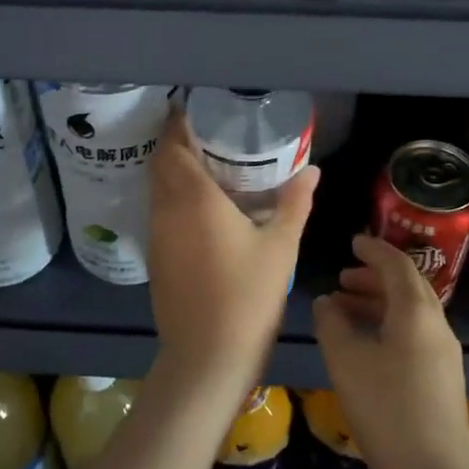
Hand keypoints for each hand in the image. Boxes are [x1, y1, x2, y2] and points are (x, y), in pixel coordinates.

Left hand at [147, 108, 317, 396]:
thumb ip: (295, 203)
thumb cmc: (248, 296)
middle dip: (176, 144)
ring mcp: (156, 236)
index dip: (178, 124)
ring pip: (157, 190)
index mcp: (193, 198)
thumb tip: (313, 170)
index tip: (196, 111)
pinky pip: (160, 213)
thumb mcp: (280, 247)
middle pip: (160, 164)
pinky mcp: (156, 258)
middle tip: (208, 135)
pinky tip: (203, 209)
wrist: (207, 357)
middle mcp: (166, 210)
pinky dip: (174, 199)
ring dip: (174, 172)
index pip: (172, 146)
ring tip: (208, 166)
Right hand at [312, 235, 468, 468]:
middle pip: (408, 287)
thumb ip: (331, 324)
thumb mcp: (346, 361)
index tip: (352, 243)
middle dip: (375, 277)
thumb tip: (325, 302)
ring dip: (379, 303)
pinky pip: (414, 336)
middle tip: (343, 278)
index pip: (397, 265)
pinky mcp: (442, 380)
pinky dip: (388, 327)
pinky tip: (365, 347)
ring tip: (344, 310)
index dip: (373, 250)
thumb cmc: (386, 409)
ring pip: (411, 314)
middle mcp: (436, 326)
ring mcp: (444, 354)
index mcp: (416, 312)